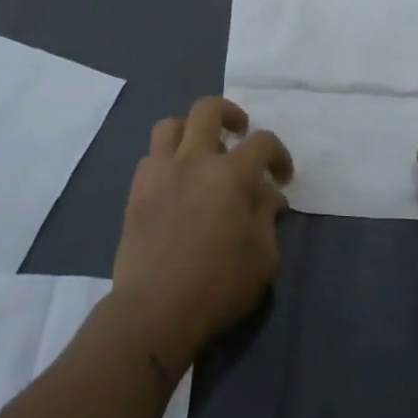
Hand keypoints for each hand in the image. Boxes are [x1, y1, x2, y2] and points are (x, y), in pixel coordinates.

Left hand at [111, 96, 292, 375]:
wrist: (155, 309)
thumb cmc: (218, 285)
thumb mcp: (264, 258)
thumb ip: (268, 218)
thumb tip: (267, 196)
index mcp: (231, 174)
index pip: (262, 142)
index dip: (279, 155)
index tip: (281, 178)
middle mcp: (194, 161)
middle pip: (208, 109)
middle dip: (230, 114)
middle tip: (240, 134)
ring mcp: (160, 172)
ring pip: (171, 125)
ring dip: (191, 132)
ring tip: (202, 153)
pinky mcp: (136, 191)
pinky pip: (151, 157)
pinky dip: (167, 159)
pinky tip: (177, 183)